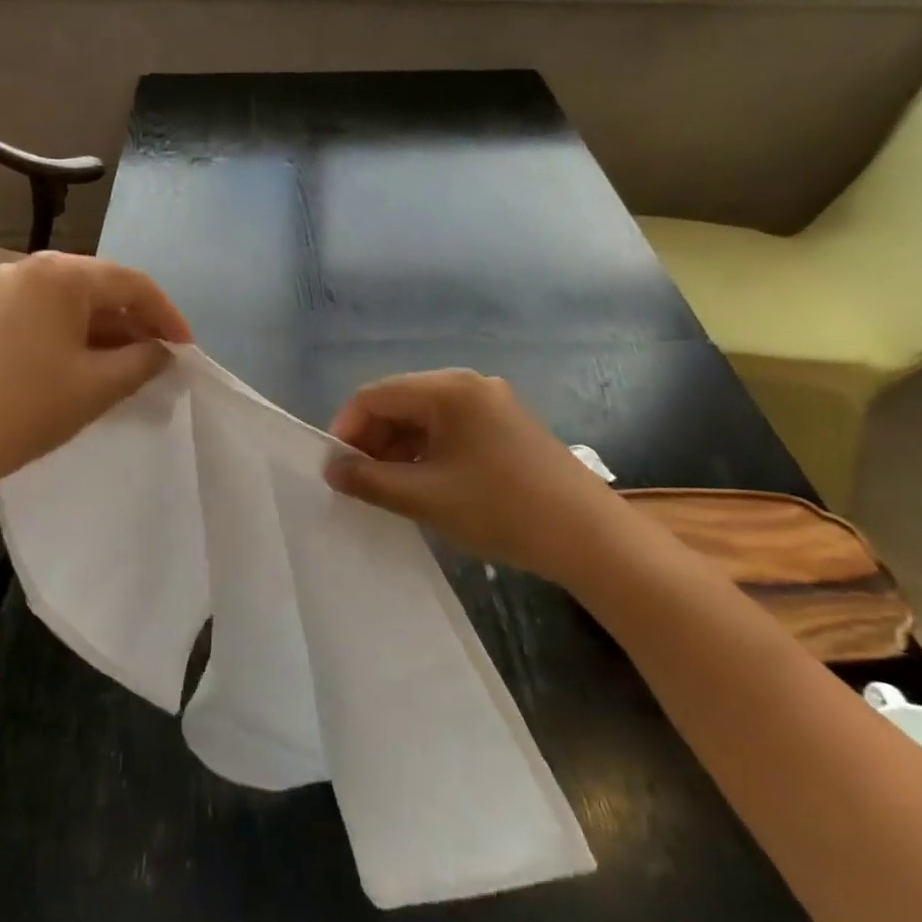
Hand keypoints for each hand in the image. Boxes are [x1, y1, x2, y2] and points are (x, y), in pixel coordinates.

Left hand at [0, 251, 191, 500]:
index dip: (167, 317)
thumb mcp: (97, 386)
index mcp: (61, 273)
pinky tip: (89, 369)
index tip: (188, 352)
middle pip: (101, 288)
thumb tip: (164, 352)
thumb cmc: (25, 409)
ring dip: (107, 334)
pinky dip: (75, 338)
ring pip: (72, 304)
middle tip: (162, 362)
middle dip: (136, 324)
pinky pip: (46, 317)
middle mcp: (31, 268)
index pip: (132, 283)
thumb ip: (143, 361)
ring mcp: (3, 290)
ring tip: (131, 370)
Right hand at [325, 369, 619, 583]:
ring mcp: (490, 402)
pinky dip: (426, 451)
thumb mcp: (425, 498)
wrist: (590, 538)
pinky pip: (449, 428)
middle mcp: (468, 383)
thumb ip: (369, 481)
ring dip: (398, 448)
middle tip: (360, 483)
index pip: (374, 395)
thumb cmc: (500, 510)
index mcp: (447, 389)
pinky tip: (423, 483)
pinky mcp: (505, 424)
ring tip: (389, 489)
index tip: (336, 469)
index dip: (346, 429)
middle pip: (399, 402)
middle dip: (372, 440)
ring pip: (423, 416)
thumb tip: (332, 469)